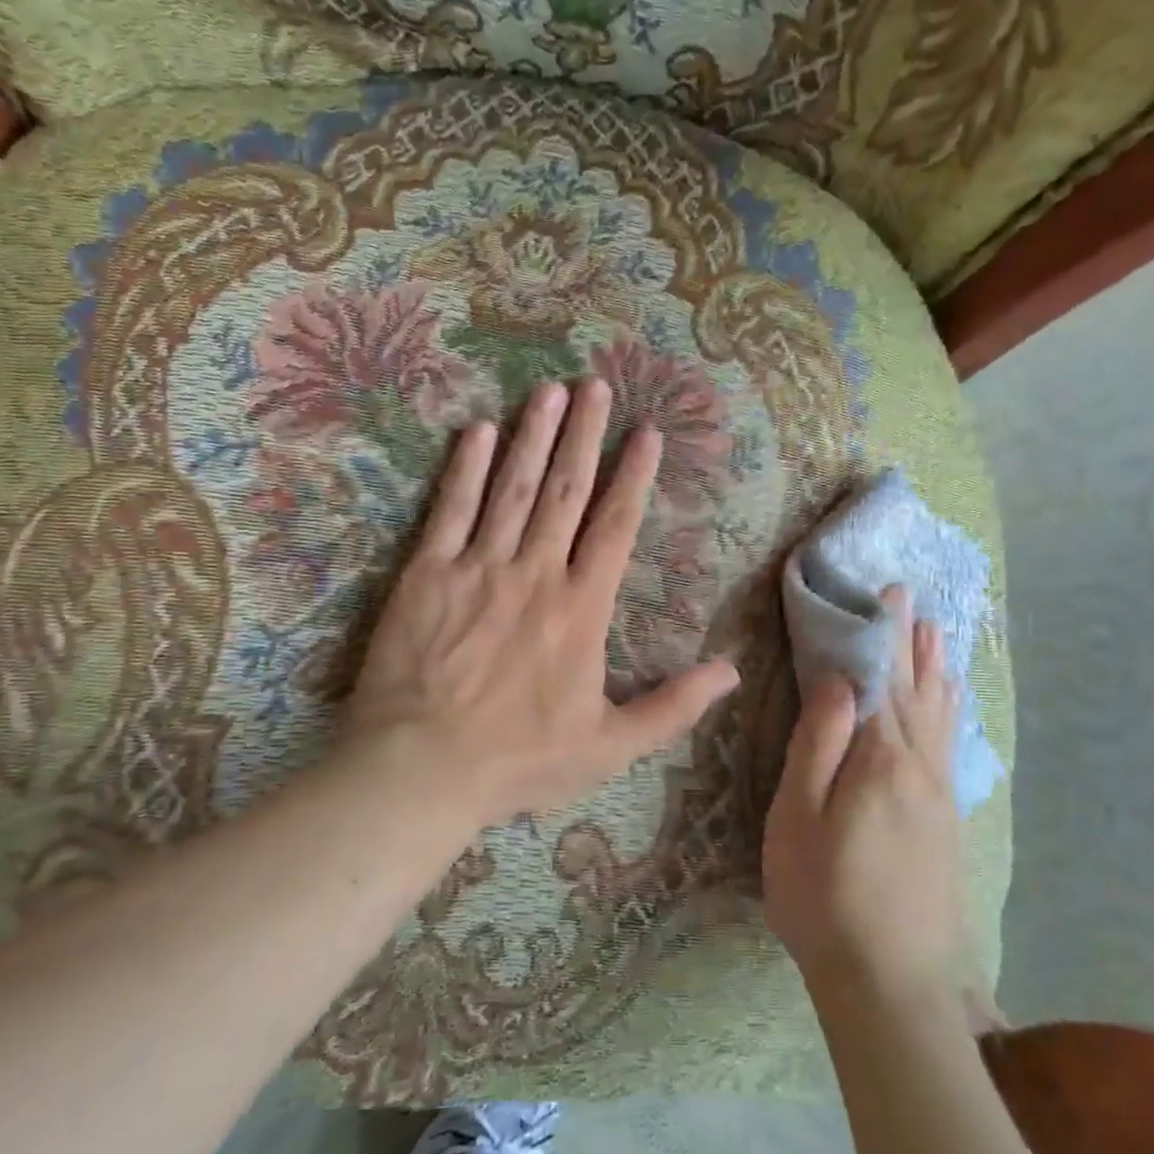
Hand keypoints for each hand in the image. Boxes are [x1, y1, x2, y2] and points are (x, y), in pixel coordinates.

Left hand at [342, 378, 740, 829]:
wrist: (422, 769)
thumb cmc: (520, 760)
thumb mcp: (611, 746)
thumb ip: (673, 706)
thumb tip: (731, 671)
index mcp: (581, 608)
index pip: (615, 525)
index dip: (633, 475)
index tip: (646, 431)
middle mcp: (535, 572)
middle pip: (565, 490)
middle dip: (584, 434)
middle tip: (596, 384)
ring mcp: (478, 568)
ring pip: (512, 488)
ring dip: (533, 435)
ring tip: (550, 390)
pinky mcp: (426, 574)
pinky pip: (450, 510)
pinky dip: (465, 469)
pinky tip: (477, 430)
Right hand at [764, 587, 981, 1010]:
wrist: (890, 985)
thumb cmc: (824, 894)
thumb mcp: (801, 815)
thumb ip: (819, 742)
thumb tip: (835, 678)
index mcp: (882, 758)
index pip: (881, 679)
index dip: (881, 633)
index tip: (886, 591)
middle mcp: (920, 766)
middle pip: (915, 690)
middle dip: (911, 642)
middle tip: (912, 600)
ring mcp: (938, 796)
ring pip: (938, 716)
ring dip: (935, 671)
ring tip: (937, 636)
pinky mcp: (944, 823)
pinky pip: (947, 745)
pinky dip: (947, 712)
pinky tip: (948, 708)